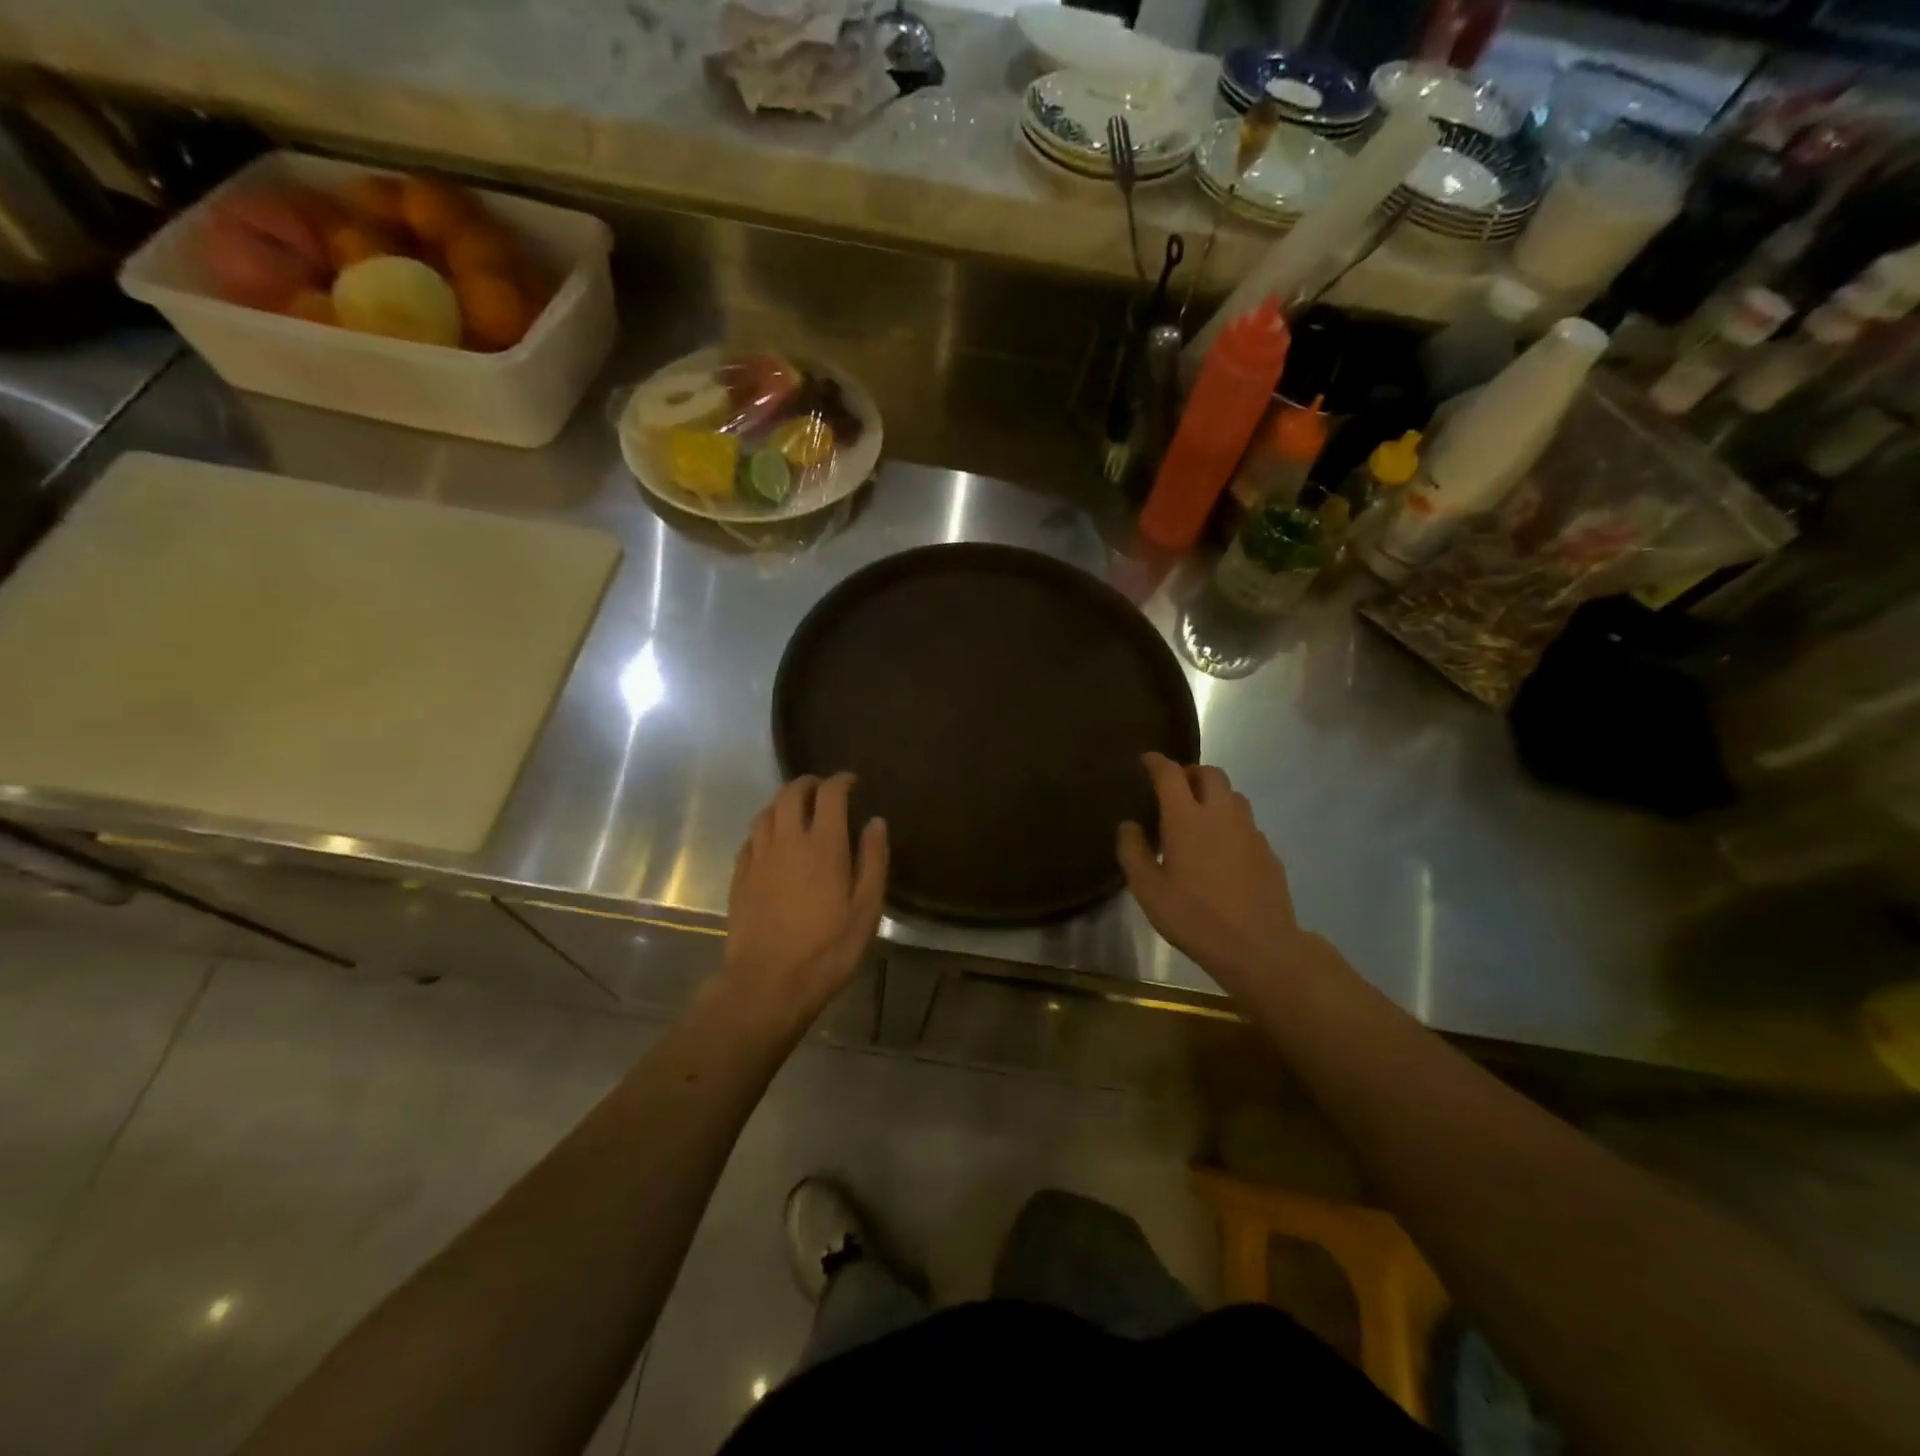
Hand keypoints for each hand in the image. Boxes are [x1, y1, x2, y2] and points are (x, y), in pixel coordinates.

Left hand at [722, 774, 887, 1023]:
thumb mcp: (866, 910)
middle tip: (823, 790)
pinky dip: (764, 830)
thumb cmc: (827, 950)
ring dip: (783, 803)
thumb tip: (875, 822)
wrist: (768, 984)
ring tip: (797, 812)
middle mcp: (787, 842)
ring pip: (766, 813)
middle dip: (808, 784)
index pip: (830, 794)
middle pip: (791, 793)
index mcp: (823, 845)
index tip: (852, 782)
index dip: (841, 781)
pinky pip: (750, 840)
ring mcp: (758, 859)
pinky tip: (771, 843)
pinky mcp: (739, 878)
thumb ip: (873, 861)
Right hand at [1117, 753, 1318, 993]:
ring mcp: (1250, 831)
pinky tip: (1221, 850)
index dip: (1156, 762)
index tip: (1146, 760)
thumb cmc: (1194, 917)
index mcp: (1187, 818)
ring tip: (1198, 816)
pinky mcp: (1268, 851)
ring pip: (1233, 795)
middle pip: (1209, 773)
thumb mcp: (1148, 890)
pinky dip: (1230, 822)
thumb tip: (1129, 825)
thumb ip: (1133, 852)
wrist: (1259, 947)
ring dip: (1213, 794)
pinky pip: (1246, 823)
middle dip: (1190, 772)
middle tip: (1174, 788)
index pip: (1170, 774)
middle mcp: (1221, 814)